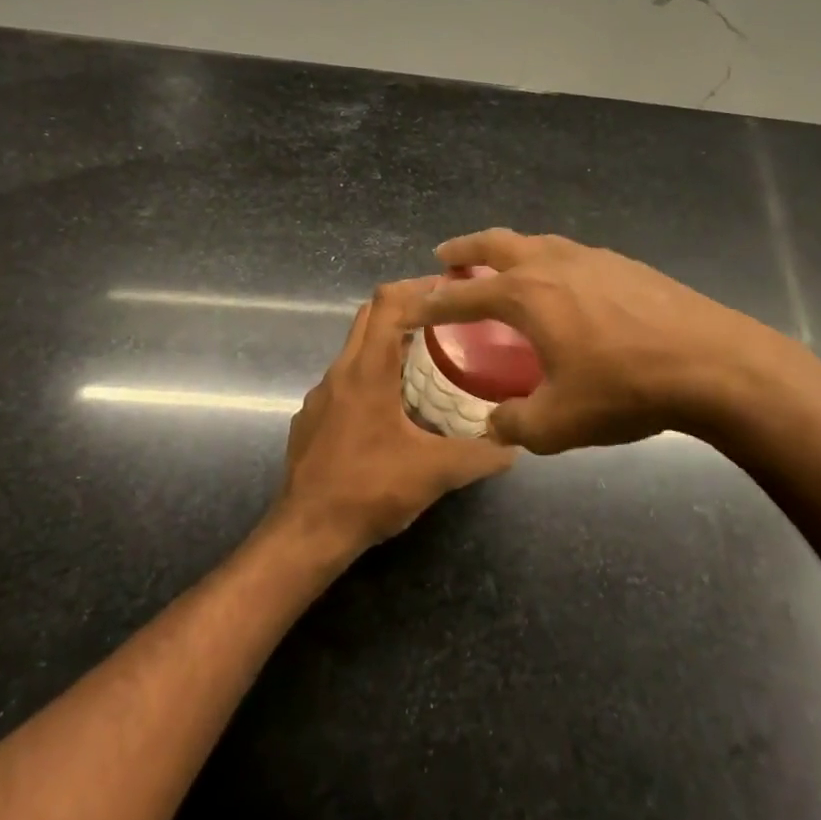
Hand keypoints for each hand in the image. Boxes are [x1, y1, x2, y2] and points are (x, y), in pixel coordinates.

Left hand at [278, 277, 517, 551]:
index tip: (449, 289)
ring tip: (425, 363)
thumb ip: (479, 455)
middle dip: (405, 309)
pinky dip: (369, 377)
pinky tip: (391, 410)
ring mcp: (320, 396)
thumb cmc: (370, 490)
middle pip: (369, 317)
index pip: (387, 302)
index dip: (417, 287)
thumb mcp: (435, 472)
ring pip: (355, 350)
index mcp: (367, 371)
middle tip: (445, 320)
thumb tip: (514, 446)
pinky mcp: (311, 419)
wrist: (306, 533)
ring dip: (387, 345)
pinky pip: (344, 382)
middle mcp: (339, 372)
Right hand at [416, 229, 788, 453]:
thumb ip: (515, 424)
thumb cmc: (625, 389)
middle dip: (465, 249)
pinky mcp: (627, 265)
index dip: (434, 303)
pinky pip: (572, 255)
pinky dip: (550, 262)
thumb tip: (496, 424)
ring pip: (538, 242)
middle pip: (497, 244)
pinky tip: (564, 285)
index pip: (464, 297)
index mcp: (527, 296)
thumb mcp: (558, 424)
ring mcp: (594, 258)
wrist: (713, 364)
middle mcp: (553, 264)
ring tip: (503, 266)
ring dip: (510, 250)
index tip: (414, 304)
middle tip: (446, 256)